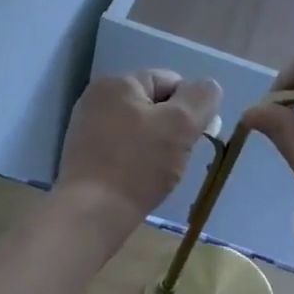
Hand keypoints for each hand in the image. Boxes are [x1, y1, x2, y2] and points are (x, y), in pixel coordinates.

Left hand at [54, 70, 221, 234]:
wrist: (92, 212)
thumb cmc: (138, 165)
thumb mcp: (181, 125)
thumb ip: (201, 98)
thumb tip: (209, 87)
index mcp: (118, 82)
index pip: (170, 81)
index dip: (190, 108)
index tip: (193, 138)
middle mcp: (97, 97)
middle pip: (154, 106)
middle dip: (172, 129)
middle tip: (177, 157)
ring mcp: (87, 126)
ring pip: (140, 130)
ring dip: (156, 147)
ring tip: (158, 172)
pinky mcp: (84, 155)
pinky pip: (123, 149)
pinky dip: (136, 161)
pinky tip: (139, 180)